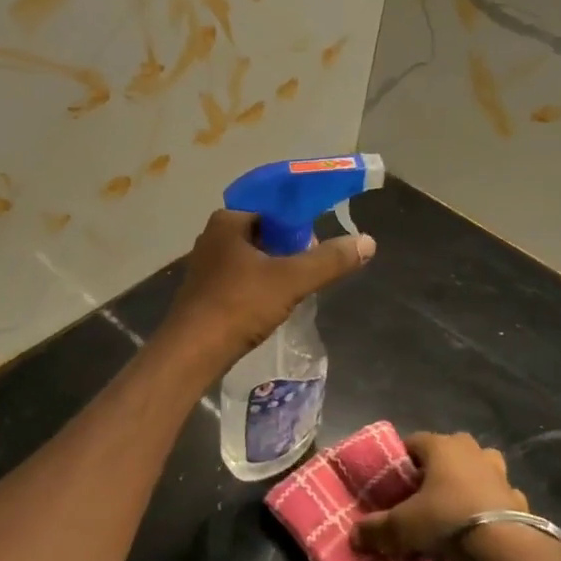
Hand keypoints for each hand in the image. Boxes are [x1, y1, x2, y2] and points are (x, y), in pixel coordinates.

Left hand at [160, 210, 373, 369]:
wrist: (192, 352)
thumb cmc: (238, 305)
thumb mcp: (290, 280)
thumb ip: (329, 260)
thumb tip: (368, 241)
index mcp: (228, 221)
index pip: (272, 207)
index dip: (299, 220)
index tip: (318, 241)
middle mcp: (213, 236)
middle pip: (264, 232)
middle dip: (290, 247)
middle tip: (311, 268)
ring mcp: (207, 266)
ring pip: (253, 257)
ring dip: (276, 268)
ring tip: (298, 288)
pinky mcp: (206, 291)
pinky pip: (242, 278)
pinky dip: (261, 285)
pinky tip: (274, 304)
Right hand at [352, 431, 524, 560]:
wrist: (507, 543)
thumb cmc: (448, 519)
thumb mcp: (404, 527)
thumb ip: (377, 529)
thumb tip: (353, 536)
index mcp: (440, 446)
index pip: (412, 441)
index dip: (402, 462)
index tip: (395, 485)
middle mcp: (470, 449)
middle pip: (446, 451)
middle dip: (436, 469)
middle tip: (424, 496)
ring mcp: (498, 470)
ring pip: (478, 467)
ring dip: (468, 480)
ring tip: (455, 506)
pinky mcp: (518, 495)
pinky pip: (499, 494)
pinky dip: (490, 504)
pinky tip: (483, 525)